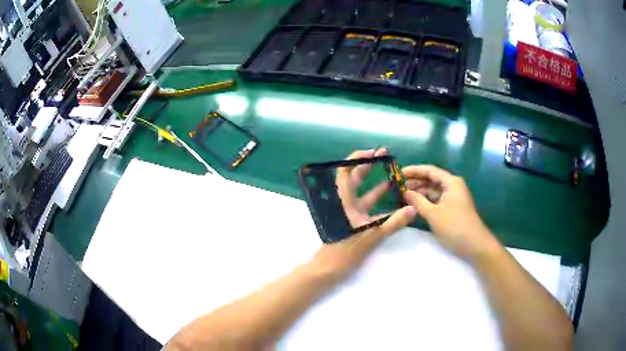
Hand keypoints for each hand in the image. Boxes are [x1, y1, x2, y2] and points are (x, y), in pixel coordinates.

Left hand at [309, 149, 417, 279]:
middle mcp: (345, 204)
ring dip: (376, 184)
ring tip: (393, 176)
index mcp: (343, 201)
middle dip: (368, 166)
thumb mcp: (372, 236)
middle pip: (354, 179)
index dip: (356, 159)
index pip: (345, 172)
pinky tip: (392, 199)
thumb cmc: (345, 251)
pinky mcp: (353, 222)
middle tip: (385, 157)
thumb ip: (394, 223)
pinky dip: (377, 201)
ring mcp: (349, 213)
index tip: (373, 152)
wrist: (329, 269)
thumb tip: (413, 209)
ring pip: (362, 193)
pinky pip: (367, 207)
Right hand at [402, 165, 499, 259]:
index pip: (430, 170)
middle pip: (432, 180)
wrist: (475, 245)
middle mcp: (453, 186)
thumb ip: (418, 201)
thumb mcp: (433, 214)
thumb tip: (405, 192)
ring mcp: (454, 198)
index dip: (414, 171)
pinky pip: (437, 200)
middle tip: (398, 188)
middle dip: (416, 183)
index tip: (399, 173)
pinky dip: (426, 202)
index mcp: (451, 182)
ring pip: (434, 191)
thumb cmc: (454, 226)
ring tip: (403, 197)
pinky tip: (415, 206)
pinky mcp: (453, 209)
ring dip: (420, 193)